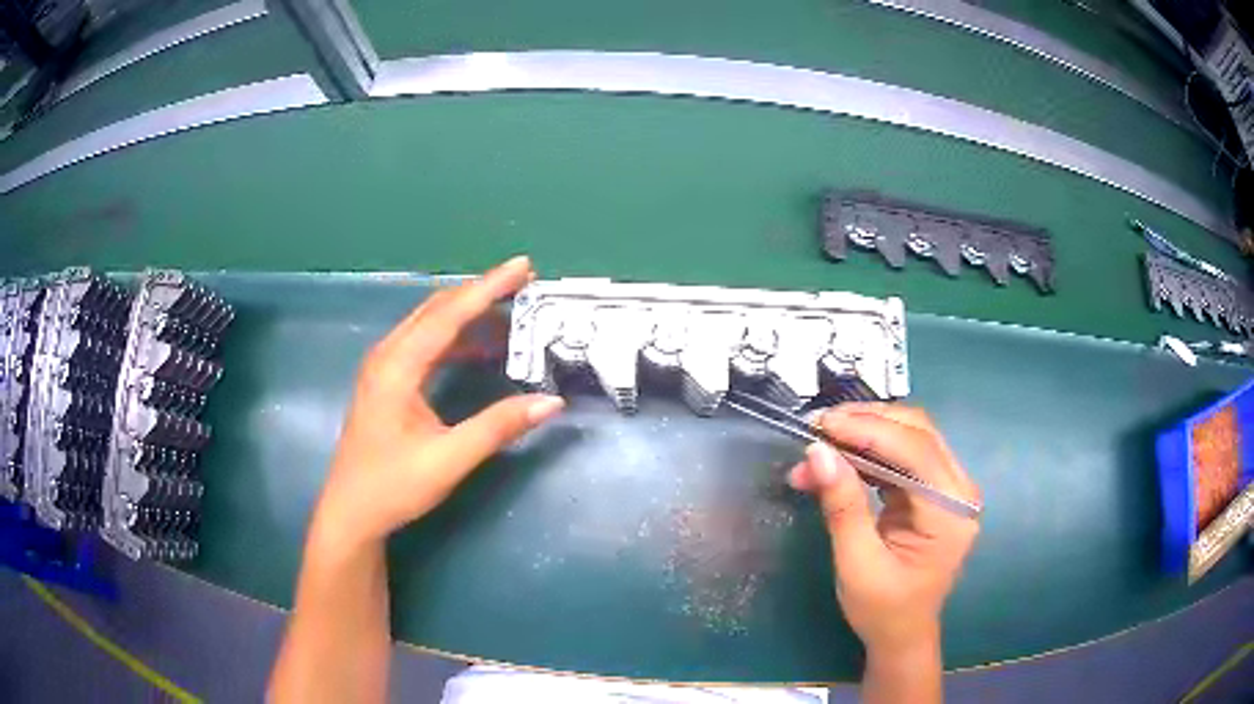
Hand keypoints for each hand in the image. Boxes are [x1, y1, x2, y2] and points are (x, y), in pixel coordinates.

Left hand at [310, 256, 564, 550]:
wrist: (351, 513)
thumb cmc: (393, 486)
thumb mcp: (449, 460)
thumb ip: (498, 427)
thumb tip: (551, 402)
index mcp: (397, 367)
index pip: (449, 314)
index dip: (489, 287)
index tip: (524, 266)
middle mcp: (387, 356)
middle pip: (437, 309)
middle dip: (480, 292)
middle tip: (523, 285)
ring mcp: (383, 367)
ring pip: (429, 323)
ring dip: (468, 314)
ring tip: (509, 314)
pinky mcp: (386, 382)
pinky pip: (423, 343)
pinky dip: (454, 338)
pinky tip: (478, 350)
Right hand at [788, 403, 979, 655]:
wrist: (902, 634)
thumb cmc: (882, 609)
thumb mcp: (857, 564)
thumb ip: (842, 506)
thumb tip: (817, 452)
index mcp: (951, 512)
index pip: (916, 450)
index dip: (869, 430)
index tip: (822, 425)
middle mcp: (959, 490)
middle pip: (917, 432)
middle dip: (866, 422)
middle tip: (817, 428)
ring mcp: (948, 487)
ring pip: (908, 436)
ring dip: (863, 434)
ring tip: (819, 446)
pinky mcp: (932, 490)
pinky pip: (901, 455)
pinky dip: (867, 452)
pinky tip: (837, 461)